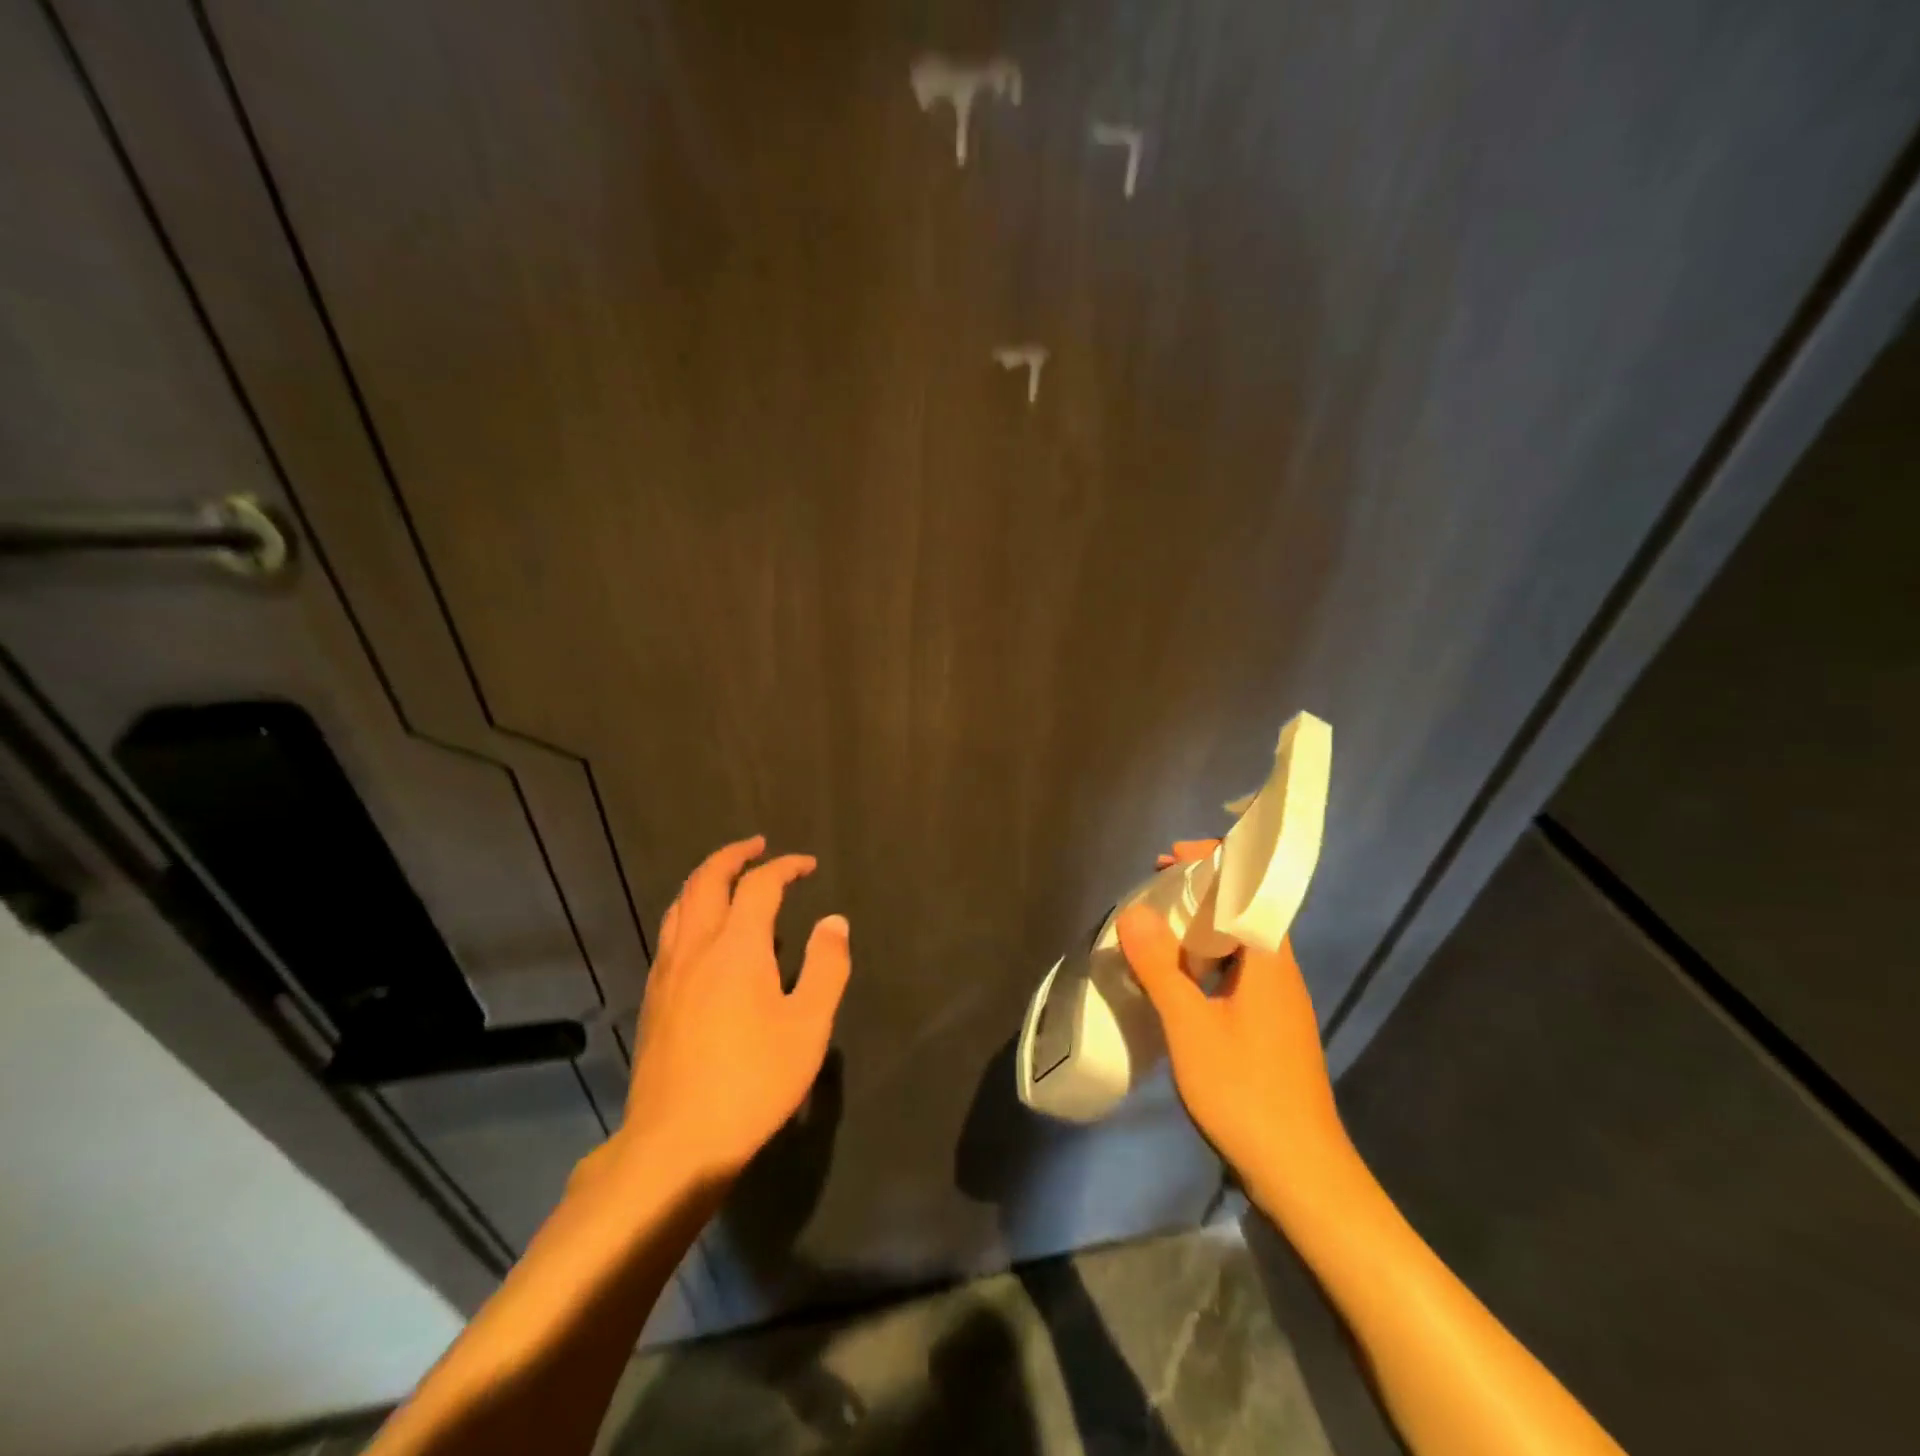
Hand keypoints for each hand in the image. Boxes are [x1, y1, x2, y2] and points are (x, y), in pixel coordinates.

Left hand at [615, 836, 850, 1186]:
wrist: (676, 1142)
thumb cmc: (753, 1081)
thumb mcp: (809, 1025)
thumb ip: (826, 966)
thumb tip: (834, 921)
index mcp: (737, 946)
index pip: (760, 885)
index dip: (785, 867)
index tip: (807, 865)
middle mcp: (696, 947)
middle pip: (707, 880)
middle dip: (734, 855)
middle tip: (758, 847)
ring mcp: (667, 972)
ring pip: (680, 905)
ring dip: (706, 879)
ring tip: (728, 879)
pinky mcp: (653, 998)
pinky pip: (670, 933)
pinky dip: (690, 911)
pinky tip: (703, 935)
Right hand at [1118, 839, 1345, 1211]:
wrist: (1302, 1174)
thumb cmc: (1245, 1093)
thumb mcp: (1190, 1027)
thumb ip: (1161, 967)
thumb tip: (1135, 912)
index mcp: (1269, 961)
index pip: (1249, 888)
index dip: (1212, 863)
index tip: (1169, 857)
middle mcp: (1279, 973)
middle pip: (1244, 912)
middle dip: (1200, 892)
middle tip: (1154, 889)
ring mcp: (1278, 1003)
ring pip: (1239, 947)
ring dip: (1200, 929)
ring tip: (1156, 929)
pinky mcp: (1271, 1029)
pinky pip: (1236, 975)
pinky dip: (1205, 963)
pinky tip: (1176, 981)